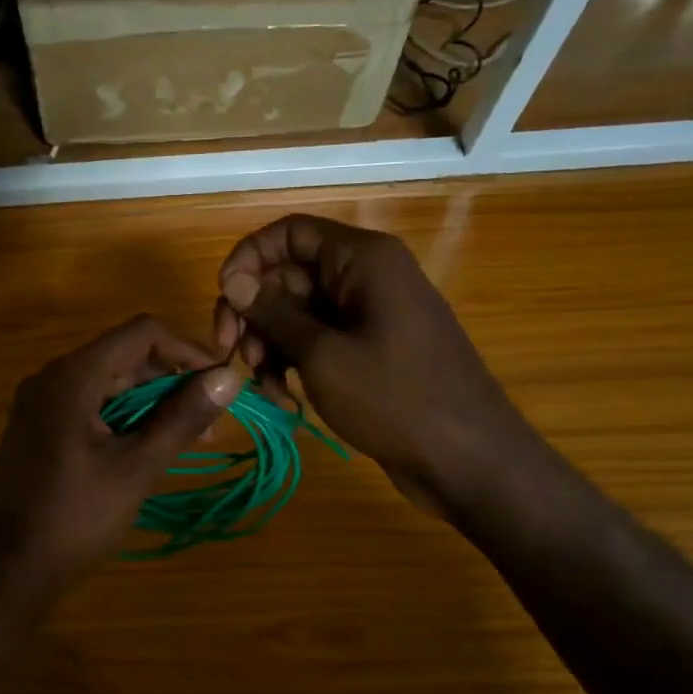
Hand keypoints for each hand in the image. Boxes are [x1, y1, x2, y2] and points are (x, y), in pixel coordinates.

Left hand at [0, 315, 241, 596]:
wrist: (9, 569)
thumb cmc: (75, 516)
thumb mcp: (137, 467)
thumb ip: (183, 418)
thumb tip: (230, 377)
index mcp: (73, 375)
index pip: (141, 333)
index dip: (187, 350)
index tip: (221, 383)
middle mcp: (52, 377)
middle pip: (125, 356)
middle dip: (172, 382)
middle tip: (211, 423)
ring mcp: (41, 403)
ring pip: (109, 383)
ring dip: (151, 404)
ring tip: (189, 440)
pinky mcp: (38, 428)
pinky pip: (90, 406)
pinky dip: (124, 418)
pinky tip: (149, 447)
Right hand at [213, 214, 545, 515]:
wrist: (468, 460)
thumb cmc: (395, 398)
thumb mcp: (322, 354)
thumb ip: (273, 312)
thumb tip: (232, 279)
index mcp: (362, 259)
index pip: (289, 233)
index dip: (249, 259)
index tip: (225, 300)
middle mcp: (365, 276)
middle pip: (288, 276)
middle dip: (256, 315)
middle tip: (232, 355)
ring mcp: (369, 315)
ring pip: (297, 313)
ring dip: (271, 347)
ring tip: (266, 388)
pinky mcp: (369, 349)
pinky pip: (318, 341)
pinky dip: (295, 365)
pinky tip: (287, 401)